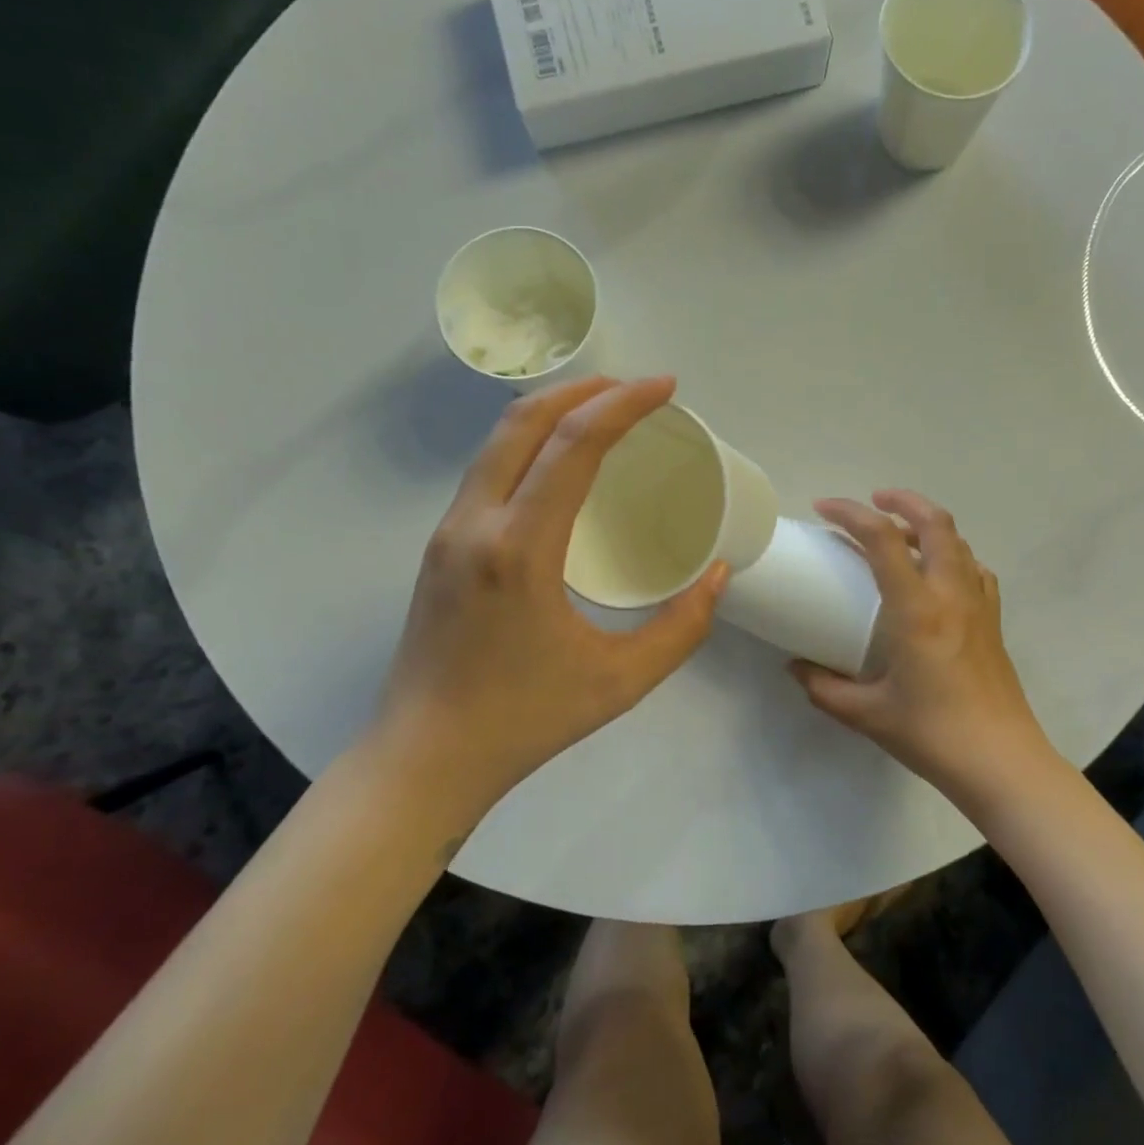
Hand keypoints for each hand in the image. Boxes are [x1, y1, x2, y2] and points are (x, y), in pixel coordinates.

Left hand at [361, 377, 727, 819]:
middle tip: (637, 390)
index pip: (573, 447)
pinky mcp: (441, 546)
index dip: (623, 406)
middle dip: (585, 390)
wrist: (425, 757)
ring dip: (553, 412)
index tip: (666, 387)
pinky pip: (488, 470)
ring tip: (604, 412)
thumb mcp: (621, 681)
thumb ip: (681, 627)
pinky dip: (529, 443)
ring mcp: (449, 532)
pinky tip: (561, 463)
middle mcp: (476, 524)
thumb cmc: (526, 720)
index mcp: (520, 550)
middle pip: (523, 422)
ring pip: (497, 441)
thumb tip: (718, 574)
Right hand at [791, 491, 1053, 802]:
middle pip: (935, 521)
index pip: (883, 537)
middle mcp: (951, 593)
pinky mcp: (993, 621)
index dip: (851, 512)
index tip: (823, 508)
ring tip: (900, 537)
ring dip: (928, 526)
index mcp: (917, 608)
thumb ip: (824, 687)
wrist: (1001, 762)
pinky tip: (936, 578)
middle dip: (902, 500)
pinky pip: (975, 570)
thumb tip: (796, 667)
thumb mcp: (866, 714)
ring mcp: (979, 604)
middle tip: (872, 502)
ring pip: (959, 541)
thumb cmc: (932, 734)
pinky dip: (952, 556)